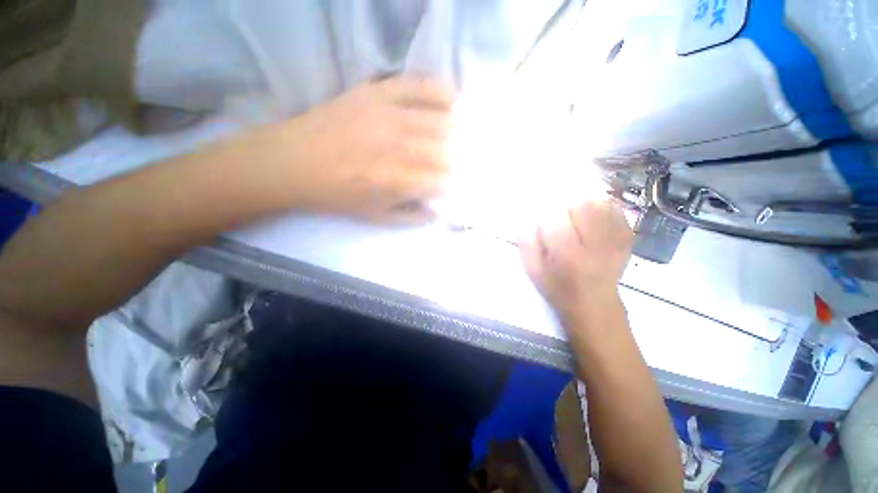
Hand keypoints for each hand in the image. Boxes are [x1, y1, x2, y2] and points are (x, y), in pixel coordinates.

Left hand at [259, 77, 453, 222]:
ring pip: (440, 121)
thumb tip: (438, 212)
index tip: (446, 187)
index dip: (450, 186)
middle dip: (453, 162)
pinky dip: (440, 92)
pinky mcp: (377, 92)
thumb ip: (411, 217)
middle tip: (448, 166)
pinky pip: (419, 86)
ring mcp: (388, 115)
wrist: (293, 162)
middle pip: (445, 152)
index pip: (442, 182)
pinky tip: (448, 102)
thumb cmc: (337, 195)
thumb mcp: (375, 217)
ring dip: (452, 134)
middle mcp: (397, 147)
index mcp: (395, 181)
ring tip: (452, 140)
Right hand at [520, 198, 632, 323]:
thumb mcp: (534, 271)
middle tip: (557, 204)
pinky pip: (616, 209)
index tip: (539, 208)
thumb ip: (527, 243)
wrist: (595, 304)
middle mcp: (593, 244)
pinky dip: (601, 203)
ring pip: (601, 203)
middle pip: (582, 204)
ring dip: (583, 197)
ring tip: (573, 205)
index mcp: (566, 255)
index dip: (545, 207)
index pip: (555, 218)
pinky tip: (590, 210)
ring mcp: (614, 240)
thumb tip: (526, 217)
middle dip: (565, 198)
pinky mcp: (626, 238)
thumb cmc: (559, 287)